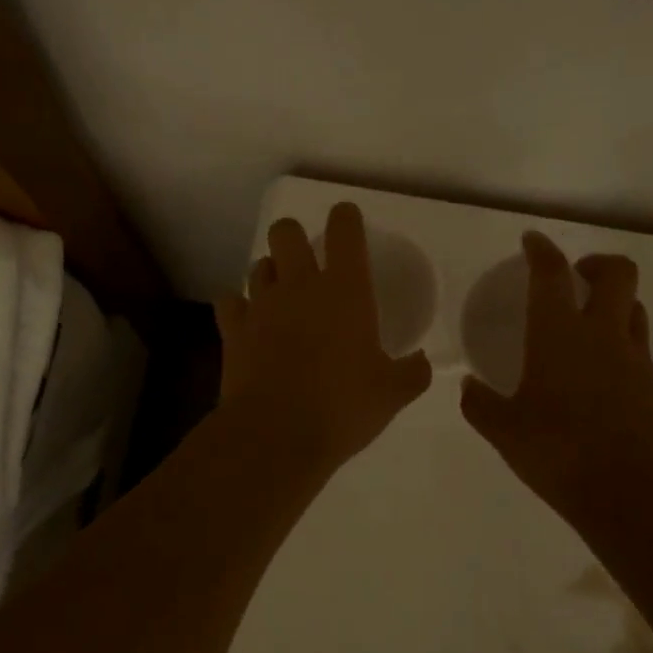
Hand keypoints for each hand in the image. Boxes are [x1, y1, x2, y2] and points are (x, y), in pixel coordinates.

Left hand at [215, 203, 433, 473]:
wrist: (276, 435)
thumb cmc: (342, 407)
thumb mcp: (392, 394)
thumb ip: (412, 372)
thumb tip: (422, 363)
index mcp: (345, 290)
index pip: (344, 231)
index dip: (345, 217)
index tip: (347, 219)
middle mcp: (300, 285)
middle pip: (286, 232)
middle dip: (295, 236)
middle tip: (307, 260)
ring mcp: (261, 304)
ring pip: (259, 265)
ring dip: (271, 272)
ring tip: (281, 294)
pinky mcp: (233, 329)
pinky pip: (229, 300)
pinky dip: (238, 305)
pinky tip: (248, 320)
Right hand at [460, 231, 652, 523]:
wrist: (629, 493)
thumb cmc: (557, 452)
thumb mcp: (504, 431)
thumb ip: (480, 404)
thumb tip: (468, 386)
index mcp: (558, 334)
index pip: (552, 273)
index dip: (542, 250)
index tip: (532, 241)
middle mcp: (601, 334)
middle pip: (616, 272)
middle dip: (596, 263)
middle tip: (574, 277)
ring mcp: (633, 357)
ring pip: (633, 305)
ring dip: (613, 300)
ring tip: (590, 320)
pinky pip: (639, 343)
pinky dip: (622, 338)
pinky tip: (603, 368)